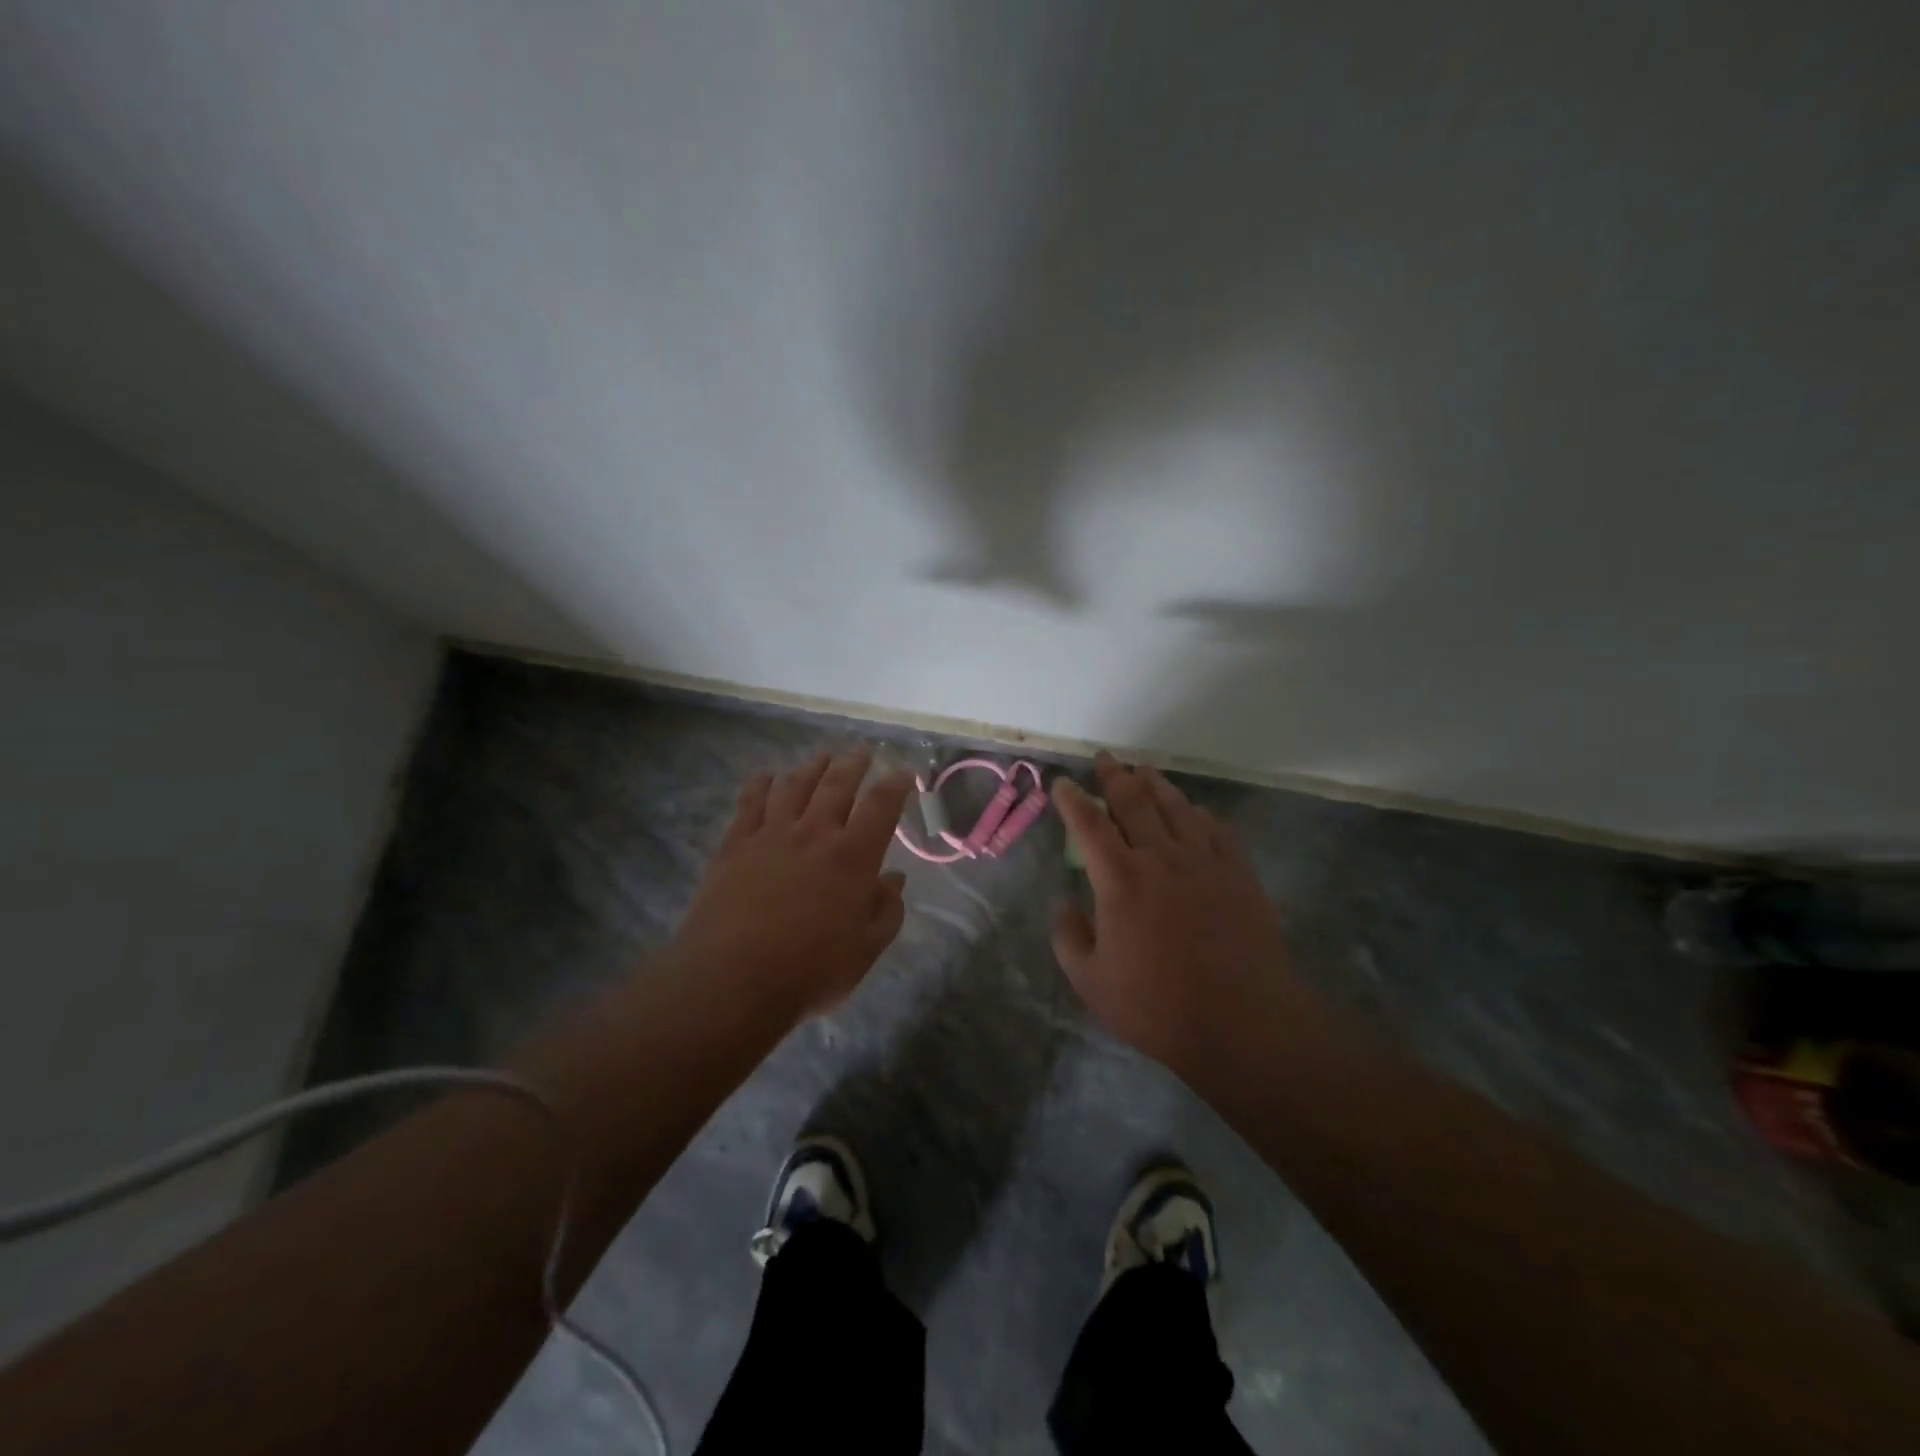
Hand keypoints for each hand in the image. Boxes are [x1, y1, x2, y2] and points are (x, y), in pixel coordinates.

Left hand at [670, 750, 913, 1018]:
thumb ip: (887, 912)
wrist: (731, 980)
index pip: (881, 806)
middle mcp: (814, 833)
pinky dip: (760, 784)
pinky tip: (766, 775)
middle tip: (862, 752)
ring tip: (822, 757)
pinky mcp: (735, 845)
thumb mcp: (865, 951)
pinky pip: (750, 803)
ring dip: (812, 767)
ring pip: (795, 786)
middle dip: (853, 764)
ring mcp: (771, 835)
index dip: (896, 784)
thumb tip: (895, 880)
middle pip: (837, 784)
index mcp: (853, 857)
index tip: (904, 772)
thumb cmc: (808, 971)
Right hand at [1051, 753, 1302, 1070]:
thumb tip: (1064, 903)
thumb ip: (1069, 937)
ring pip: (1176, 807)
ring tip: (1143, 771)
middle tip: (1105, 759)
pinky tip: (1195, 811)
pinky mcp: (1238, 873)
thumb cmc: (1159, 1007)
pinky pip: (1216, 829)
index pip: (1089, 823)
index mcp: (1120, 879)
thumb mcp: (1092, 982)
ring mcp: (1204, 861)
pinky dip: (1199, 814)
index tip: (1063, 784)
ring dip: (1156, 784)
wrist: (1244, 1021)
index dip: (1073, 799)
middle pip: (1133, 802)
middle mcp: (1160, 857)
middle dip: (1114, 776)